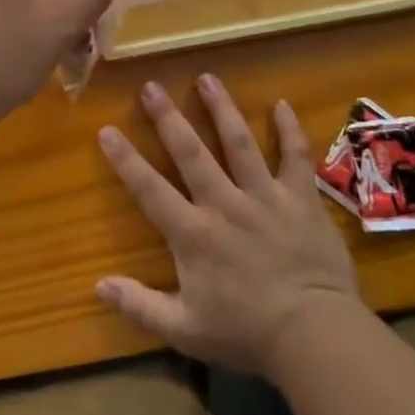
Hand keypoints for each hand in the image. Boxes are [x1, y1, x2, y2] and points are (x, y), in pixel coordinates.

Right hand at [95, 75, 361, 377]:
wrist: (316, 336)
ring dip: (221, 108)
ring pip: (239, 142)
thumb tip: (98, 285)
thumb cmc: (246, 332)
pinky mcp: (301, 198)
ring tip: (207, 78)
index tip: (106, 129)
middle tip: (151, 86)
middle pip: (191, 151)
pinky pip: (295, 156)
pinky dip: (289, 130)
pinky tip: (282, 104)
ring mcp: (265, 196)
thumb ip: (140, 306)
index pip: (149, 188)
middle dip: (168, 117)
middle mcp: (224, 203)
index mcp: (193, 233)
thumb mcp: (185, 329)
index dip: (125, 159)